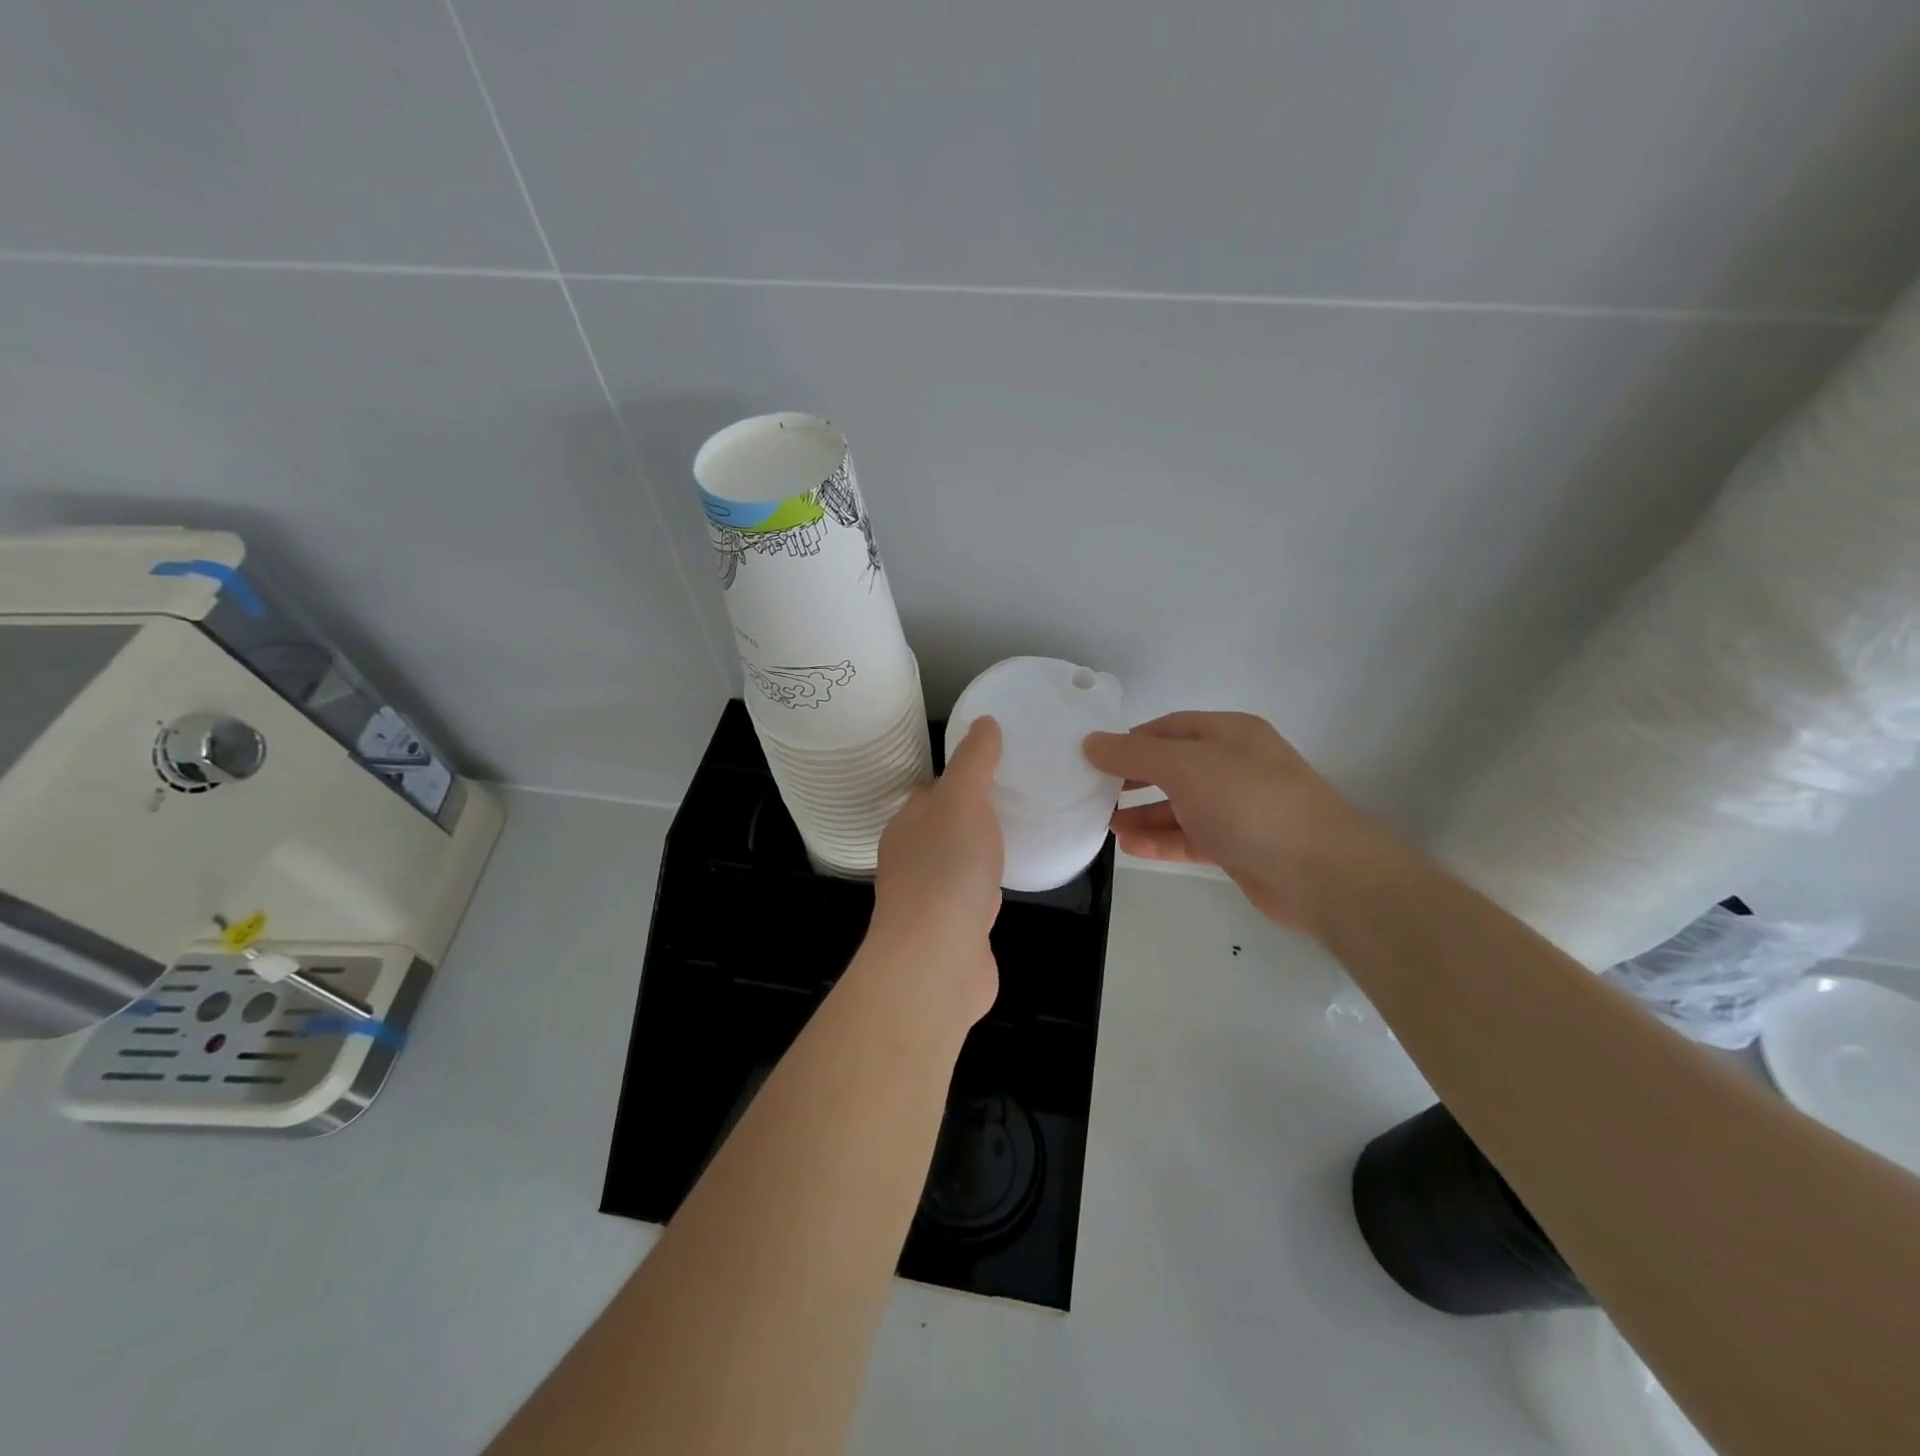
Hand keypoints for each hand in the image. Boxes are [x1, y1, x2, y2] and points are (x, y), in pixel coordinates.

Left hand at [870, 716, 1004, 1024]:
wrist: (938, 958)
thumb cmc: (947, 868)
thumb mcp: (963, 799)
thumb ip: (974, 761)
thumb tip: (983, 722)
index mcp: (906, 824)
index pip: (930, 791)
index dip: (959, 777)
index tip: (993, 767)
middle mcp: (909, 859)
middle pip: (941, 827)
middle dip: (969, 815)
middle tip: (1014, 799)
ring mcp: (927, 900)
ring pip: (955, 863)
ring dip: (977, 852)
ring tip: (1015, 837)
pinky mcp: (949, 932)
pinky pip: (970, 898)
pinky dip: (986, 888)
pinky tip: (1007, 885)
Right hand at [1084, 711, 1385, 936]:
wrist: (1320, 871)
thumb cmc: (1249, 803)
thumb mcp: (1185, 767)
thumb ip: (1134, 755)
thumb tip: (1090, 741)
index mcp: (1229, 733)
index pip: (1169, 727)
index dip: (1131, 740)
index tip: (1093, 757)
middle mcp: (1234, 765)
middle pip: (1173, 766)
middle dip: (1133, 778)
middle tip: (1093, 791)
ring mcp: (1238, 808)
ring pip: (1180, 805)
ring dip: (1142, 813)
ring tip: (1103, 823)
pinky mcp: (1238, 846)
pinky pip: (1190, 837)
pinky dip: (1161, 839)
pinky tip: (1129, 846)